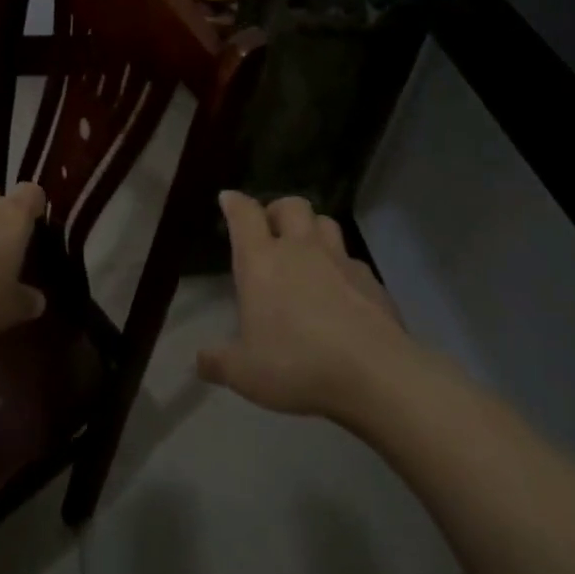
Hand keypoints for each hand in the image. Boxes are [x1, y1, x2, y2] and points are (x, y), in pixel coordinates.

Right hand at [197, 192, 407, 417]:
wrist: (374, 374)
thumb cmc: (297, 364)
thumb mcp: (245, 373)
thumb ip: (219, 363)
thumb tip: (200, 362)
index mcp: (261, 262)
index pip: (245, 215)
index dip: (235, 203)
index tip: (228, 199)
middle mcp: (300, 250)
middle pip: (291, 206)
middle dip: (277, 210)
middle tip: (270, 230)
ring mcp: (340, 261)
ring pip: (326, 223)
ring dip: (312, 229)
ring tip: (306, 250)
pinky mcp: (372, 280)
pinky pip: (352, 259)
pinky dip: (341, 266)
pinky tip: (340, 290)